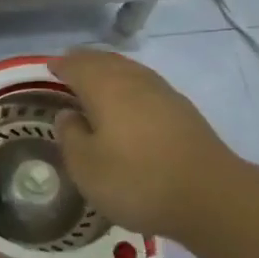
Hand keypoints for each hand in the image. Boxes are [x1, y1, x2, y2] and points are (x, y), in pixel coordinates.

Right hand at [52, 47, 242, 241]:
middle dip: (85, 61)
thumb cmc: (137, 180)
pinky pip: (146, 86)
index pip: (78, 65)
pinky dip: (129, 87)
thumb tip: (67, 114)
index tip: (48, 68)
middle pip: (106, 61)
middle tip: (69, 67)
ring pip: (130, 71)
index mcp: (106, 88)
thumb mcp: (87, 167)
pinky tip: (129, 104)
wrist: (210, 196)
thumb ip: (71, 136)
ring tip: (96, 82)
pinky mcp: (183, 112)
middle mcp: (135, 81)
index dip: (61, 65)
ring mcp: (164, 94)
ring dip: (110, 71)